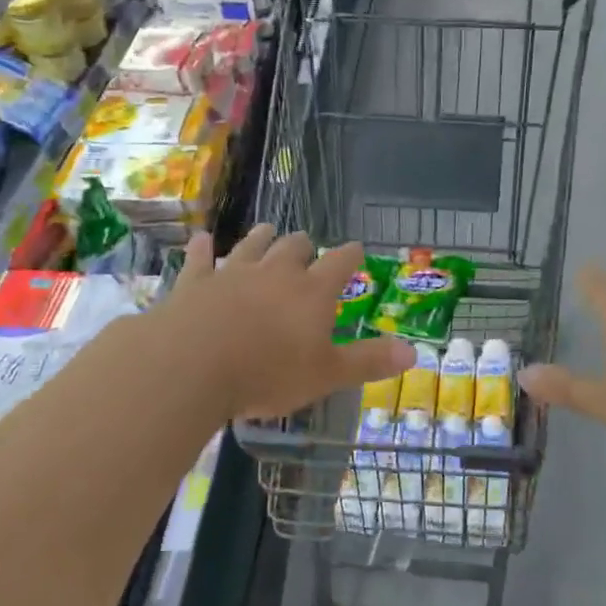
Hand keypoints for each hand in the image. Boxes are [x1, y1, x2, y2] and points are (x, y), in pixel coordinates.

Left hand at [156, 226, 413, 419]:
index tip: (357, 249)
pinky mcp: (195, 282)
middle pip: (294, 247)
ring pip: (252, 245)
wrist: (192, 365)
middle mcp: (275, 273)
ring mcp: (232, 273)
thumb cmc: (268, 373)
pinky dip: (202, 249)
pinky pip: (200, 259)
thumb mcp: (327, 375)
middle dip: (304, 245)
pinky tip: (201, 240)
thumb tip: (413, 351)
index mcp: (311, 292)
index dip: (350, 255)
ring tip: (267, 231)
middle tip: (307, 245)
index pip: (340, 263)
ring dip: (261, 238)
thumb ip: (368, 362)